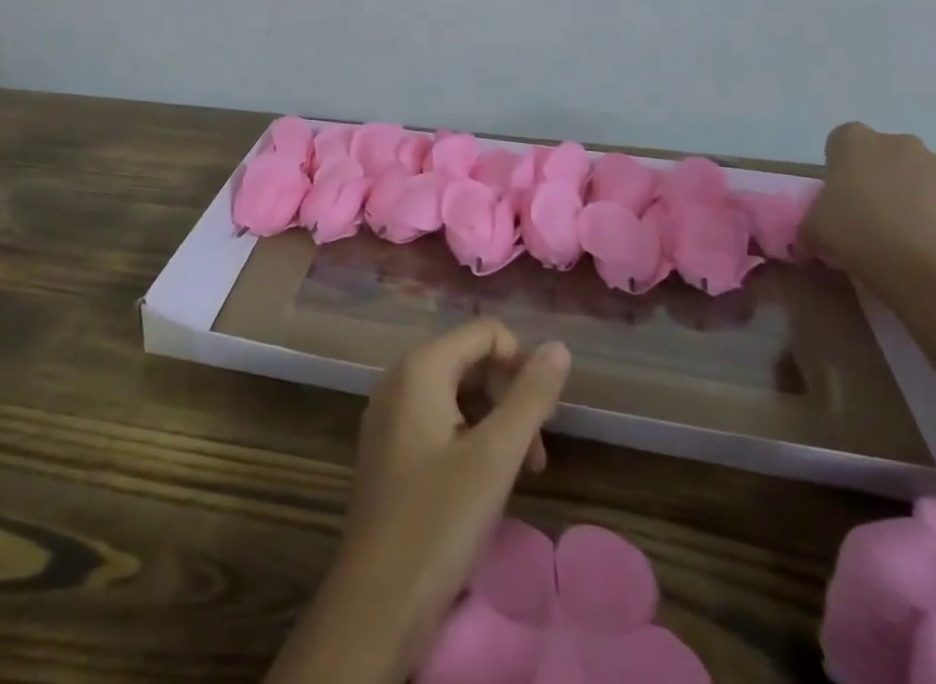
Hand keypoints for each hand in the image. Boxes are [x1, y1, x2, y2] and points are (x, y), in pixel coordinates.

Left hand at [268, 320, 571, 682]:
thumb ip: (530, 397)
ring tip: (518, 474)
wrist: (376, 603)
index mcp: (421, 367)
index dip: (521, 365)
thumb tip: (559, 347)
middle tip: (535, 456)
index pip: (485, 332)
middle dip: (509, 397)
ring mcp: (390, 412)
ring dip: (494, 422)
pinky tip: (484, 482)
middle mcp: (400, 376)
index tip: (543, 419)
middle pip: (470, 360)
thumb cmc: (438, 521)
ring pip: (456, 393)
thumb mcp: (495, 457)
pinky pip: (437, 418)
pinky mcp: (388, 445)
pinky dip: (468, 437)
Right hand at [804, 121, 935, 272]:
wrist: (913, 256)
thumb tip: (808, 242)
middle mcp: (896, 141)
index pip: (842, 142)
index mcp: (853, 138)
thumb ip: (812, 225)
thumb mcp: (812, 226)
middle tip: (869, 212)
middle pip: (885, 155)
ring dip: (911, 194)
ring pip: (917, 175)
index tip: (840, 193)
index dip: (841, 167)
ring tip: (901, 231)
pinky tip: (924, 241)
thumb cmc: (850, 225)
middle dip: (880, 177)